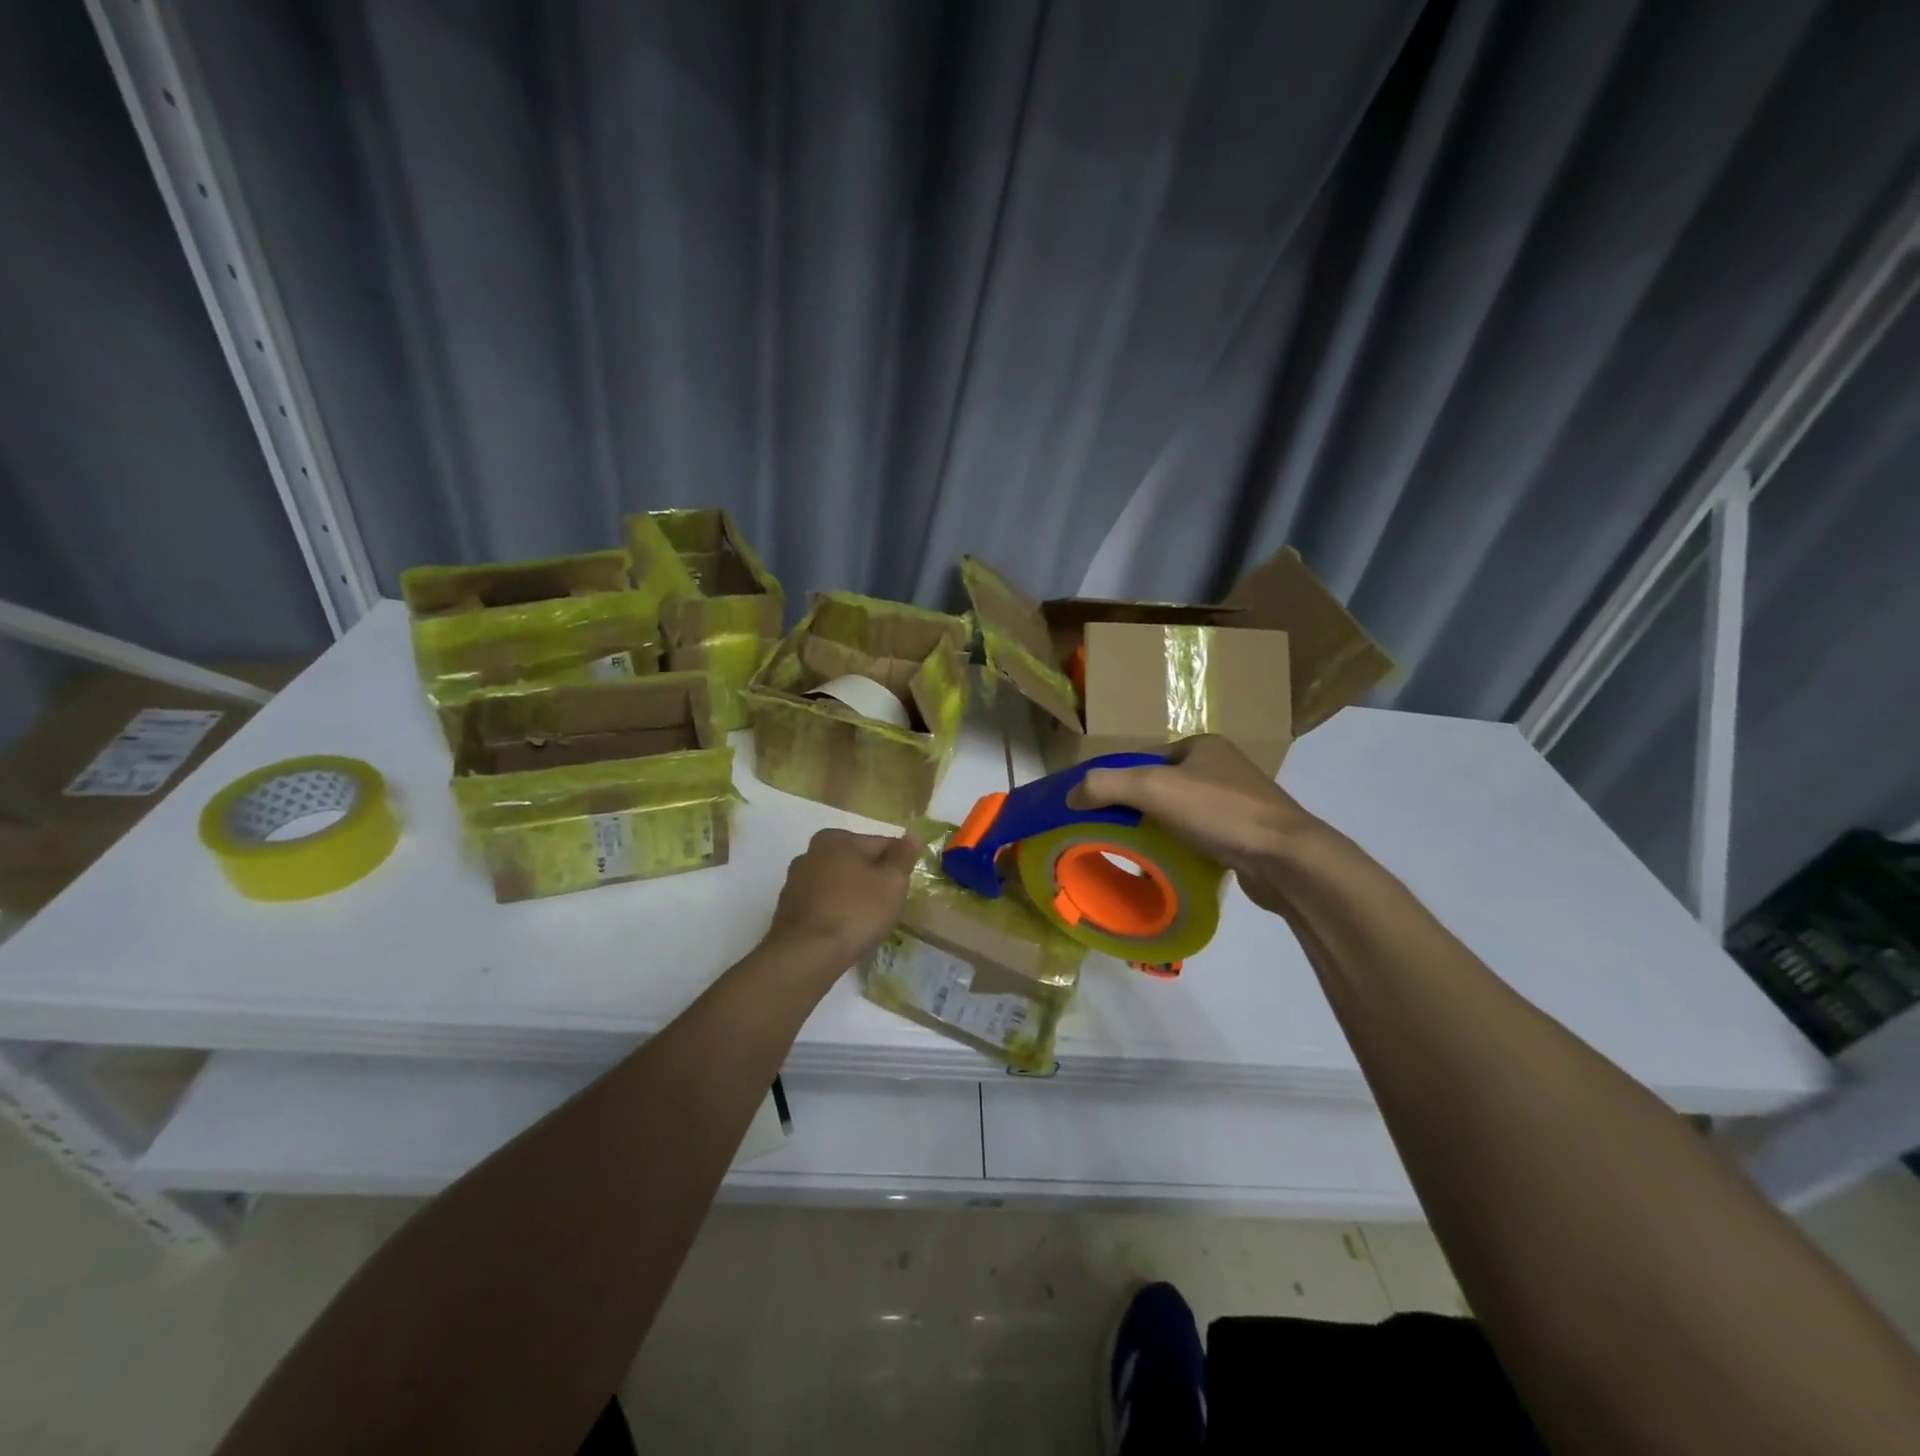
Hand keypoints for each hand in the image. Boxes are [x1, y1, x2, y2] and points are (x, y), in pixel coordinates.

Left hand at [764, 828, 917, 969]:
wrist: (806, 955)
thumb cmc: (855, 911)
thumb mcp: (892, 882)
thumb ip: (903, 856)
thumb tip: (911, 836)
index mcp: (835, 839)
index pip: (880, 844)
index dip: (897, 864)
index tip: (904, 886)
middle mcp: (810, 853)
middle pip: (856, 863)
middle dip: (873, 880)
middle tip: (889, 906)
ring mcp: (795, 883)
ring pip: (838, 885)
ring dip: (854, 897)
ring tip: (867, 923)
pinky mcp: (788, 910)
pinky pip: (823, 905)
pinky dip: (836, 913)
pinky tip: (845, 931)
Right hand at [1069, 735, 1332, 916]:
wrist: (1286, 858)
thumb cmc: (1219, 812)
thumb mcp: (1154, 789)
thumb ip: (1106, 786)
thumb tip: (1070, 794)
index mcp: (1202, 745)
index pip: (1146, 758)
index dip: (1119, 781)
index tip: (1098, 809)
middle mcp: (1222, 767)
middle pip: (1162, 786)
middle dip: (1138, 808)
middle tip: (1114, 833)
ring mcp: (1239, 801)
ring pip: (1181, 813)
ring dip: (1160, 830)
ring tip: (1139, 852)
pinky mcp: (1247, 833)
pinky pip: (1201, 835)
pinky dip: (1183, 847)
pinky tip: (1173, 864)